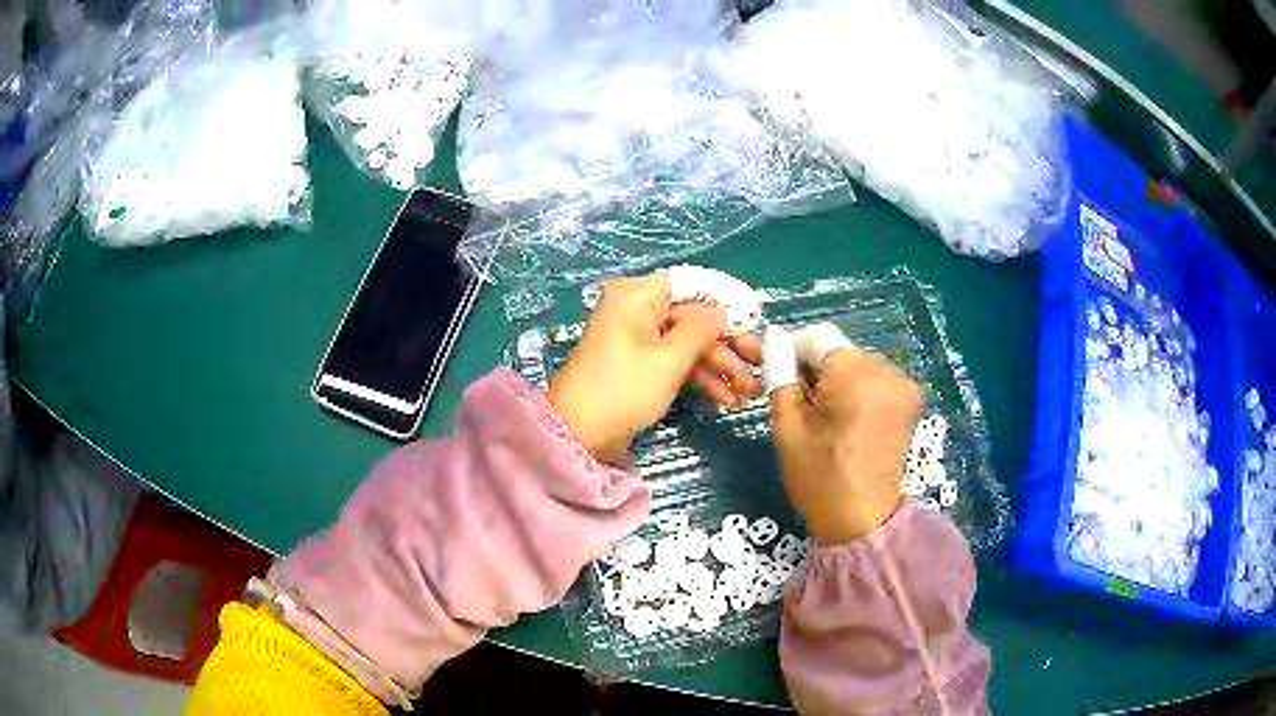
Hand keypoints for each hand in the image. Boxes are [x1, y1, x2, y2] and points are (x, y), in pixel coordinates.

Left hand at [549, 274, 761, 463]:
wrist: (580, 435)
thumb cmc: (624, 389)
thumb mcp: (669, 359)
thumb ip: (701, 330)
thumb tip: (722, 312)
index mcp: (638, 297)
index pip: (689, 286)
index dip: (723, 301)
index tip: (754, 319)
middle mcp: (638, 311)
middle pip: (693, 319)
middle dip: (728, 345)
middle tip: (760, 365)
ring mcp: (638, 341)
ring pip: (688, 345)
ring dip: (719, 368)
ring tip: (748, 394)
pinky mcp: (640, 367)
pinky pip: (676, 363)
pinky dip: (699, 378)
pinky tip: (725, 399)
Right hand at [767, 324, 923, 544]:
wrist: (862, 520)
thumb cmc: (819, 477)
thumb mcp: (788, 426)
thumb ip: (780, 374)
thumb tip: (774, 337)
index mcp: (856, 374)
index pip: (818, 338)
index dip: (793, 352)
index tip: (781, 377)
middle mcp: (887, 370)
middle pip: (840, 350)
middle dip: (818, 368)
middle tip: (802, 404)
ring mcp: (904, 385)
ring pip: (858, 363)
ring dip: (839, 380)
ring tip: (827, 417)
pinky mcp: (911, 401)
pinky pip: (876, 379)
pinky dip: (859, 390)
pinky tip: (849, 420)